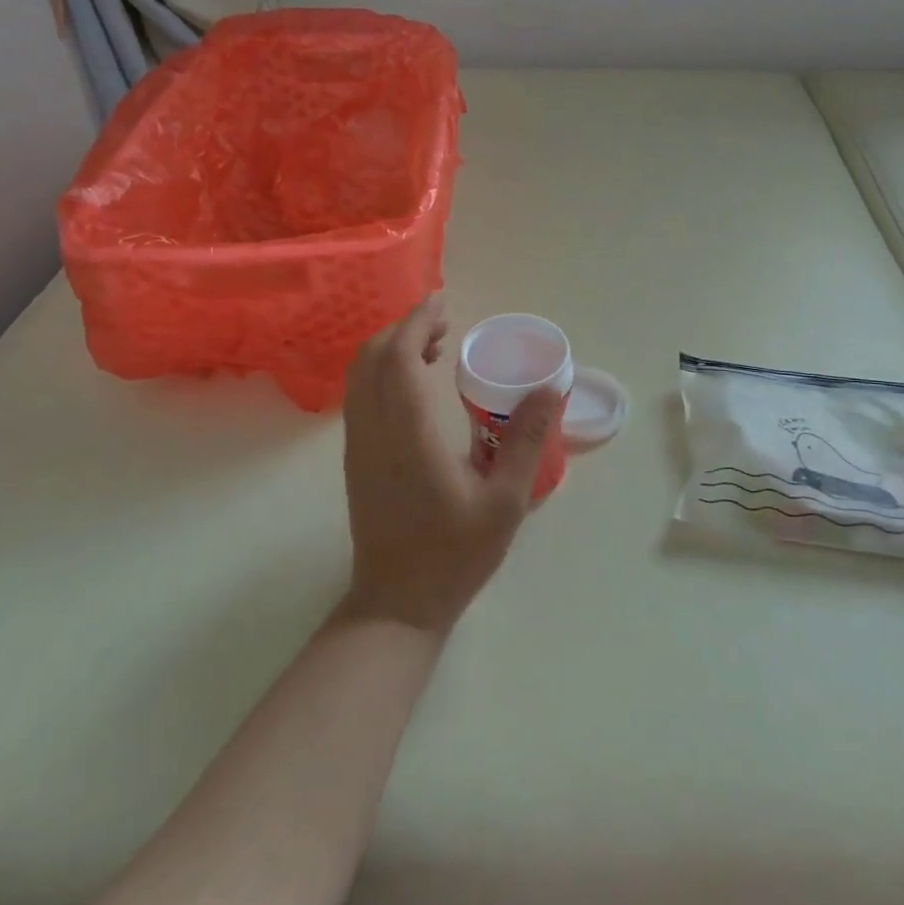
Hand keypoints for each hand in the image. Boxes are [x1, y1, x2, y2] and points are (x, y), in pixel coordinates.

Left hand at [340, 295, 559, 633]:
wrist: (397, 603)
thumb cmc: (454, 554)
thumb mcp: (505, 502)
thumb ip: (524, 440)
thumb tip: (548, 389)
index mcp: (409, 435)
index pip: (400, 358)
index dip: (417, 321)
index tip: (442, 302)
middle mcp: (374, 430)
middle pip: (374, 356)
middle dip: (406, 327)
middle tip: (446, 322)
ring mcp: (358, 444)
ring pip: (360, 374)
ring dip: (391, 347)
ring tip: (433, 346)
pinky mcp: (355, 457)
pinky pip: (359, 394)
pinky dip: (381, 370)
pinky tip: (414, 383)